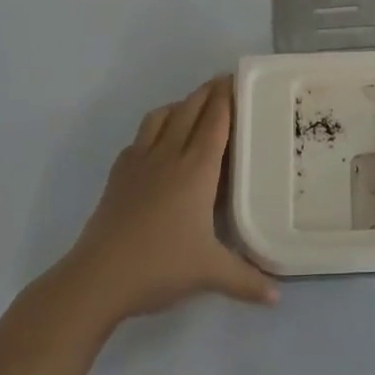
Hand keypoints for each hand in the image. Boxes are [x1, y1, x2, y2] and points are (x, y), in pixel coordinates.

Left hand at [50, 77, 276, 329]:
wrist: (98, 278)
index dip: (227, 96)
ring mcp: (140, 161)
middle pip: (191, 108)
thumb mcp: (210, 274)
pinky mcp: (118, 174)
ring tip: (193, 108)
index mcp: (197, 168)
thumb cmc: (160, 266)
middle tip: (224, 84)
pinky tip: (157, 144)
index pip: (216, 120)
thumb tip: (277, 296)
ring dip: (180, 104)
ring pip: (162, 116)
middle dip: (208, 92)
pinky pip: (139, 137)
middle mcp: (170, 154)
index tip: (237, 79)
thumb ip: (246, 280)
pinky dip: (154, 128)